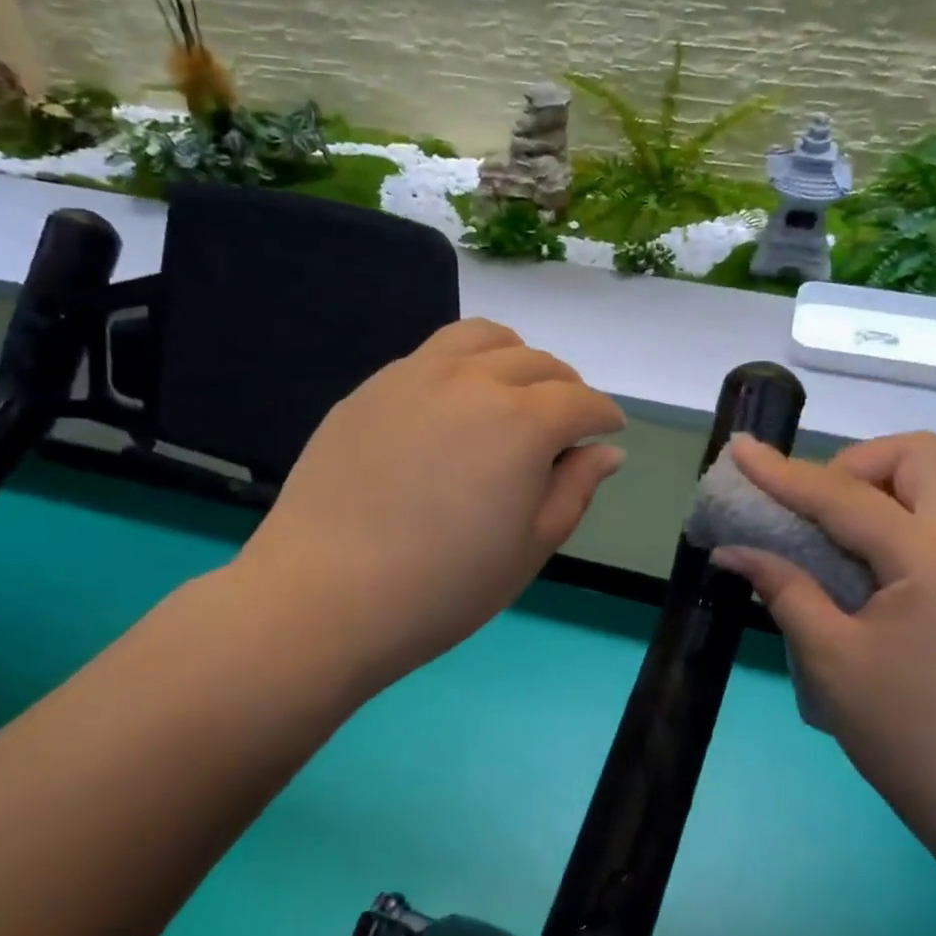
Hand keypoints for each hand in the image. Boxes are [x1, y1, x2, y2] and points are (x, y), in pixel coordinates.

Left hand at [228, 318, 625, 696]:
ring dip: (515, 358)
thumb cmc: (444, 587)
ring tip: (515, 393)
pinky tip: (455, 406)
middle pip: (536, 362)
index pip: (580, 401)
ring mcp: (414, 376)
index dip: (603, 414)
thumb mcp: (530, 548)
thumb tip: (606, 452)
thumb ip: (575, 490)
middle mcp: (472, 381)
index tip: (610, 429)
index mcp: (522, 423)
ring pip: (482, 339)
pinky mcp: (371, 389)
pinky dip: (464, 366)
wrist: (325, 597)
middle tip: (567, 421)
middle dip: (566, 387)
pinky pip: (432, 355)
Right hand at [711, 433, 935, 851]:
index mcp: (929, 560)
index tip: (742, 450)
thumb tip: (733, 549)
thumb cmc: (901, 729)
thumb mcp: (829, 657)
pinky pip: (925, 514)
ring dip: (869, 486)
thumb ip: (783, 588)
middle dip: (853, 465)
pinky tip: (846, 554)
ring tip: (823, 529)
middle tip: (811, 509)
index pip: (847, 496)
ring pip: (925, 480)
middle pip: (916, 455)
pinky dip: (882, 513)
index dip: (786, 474)